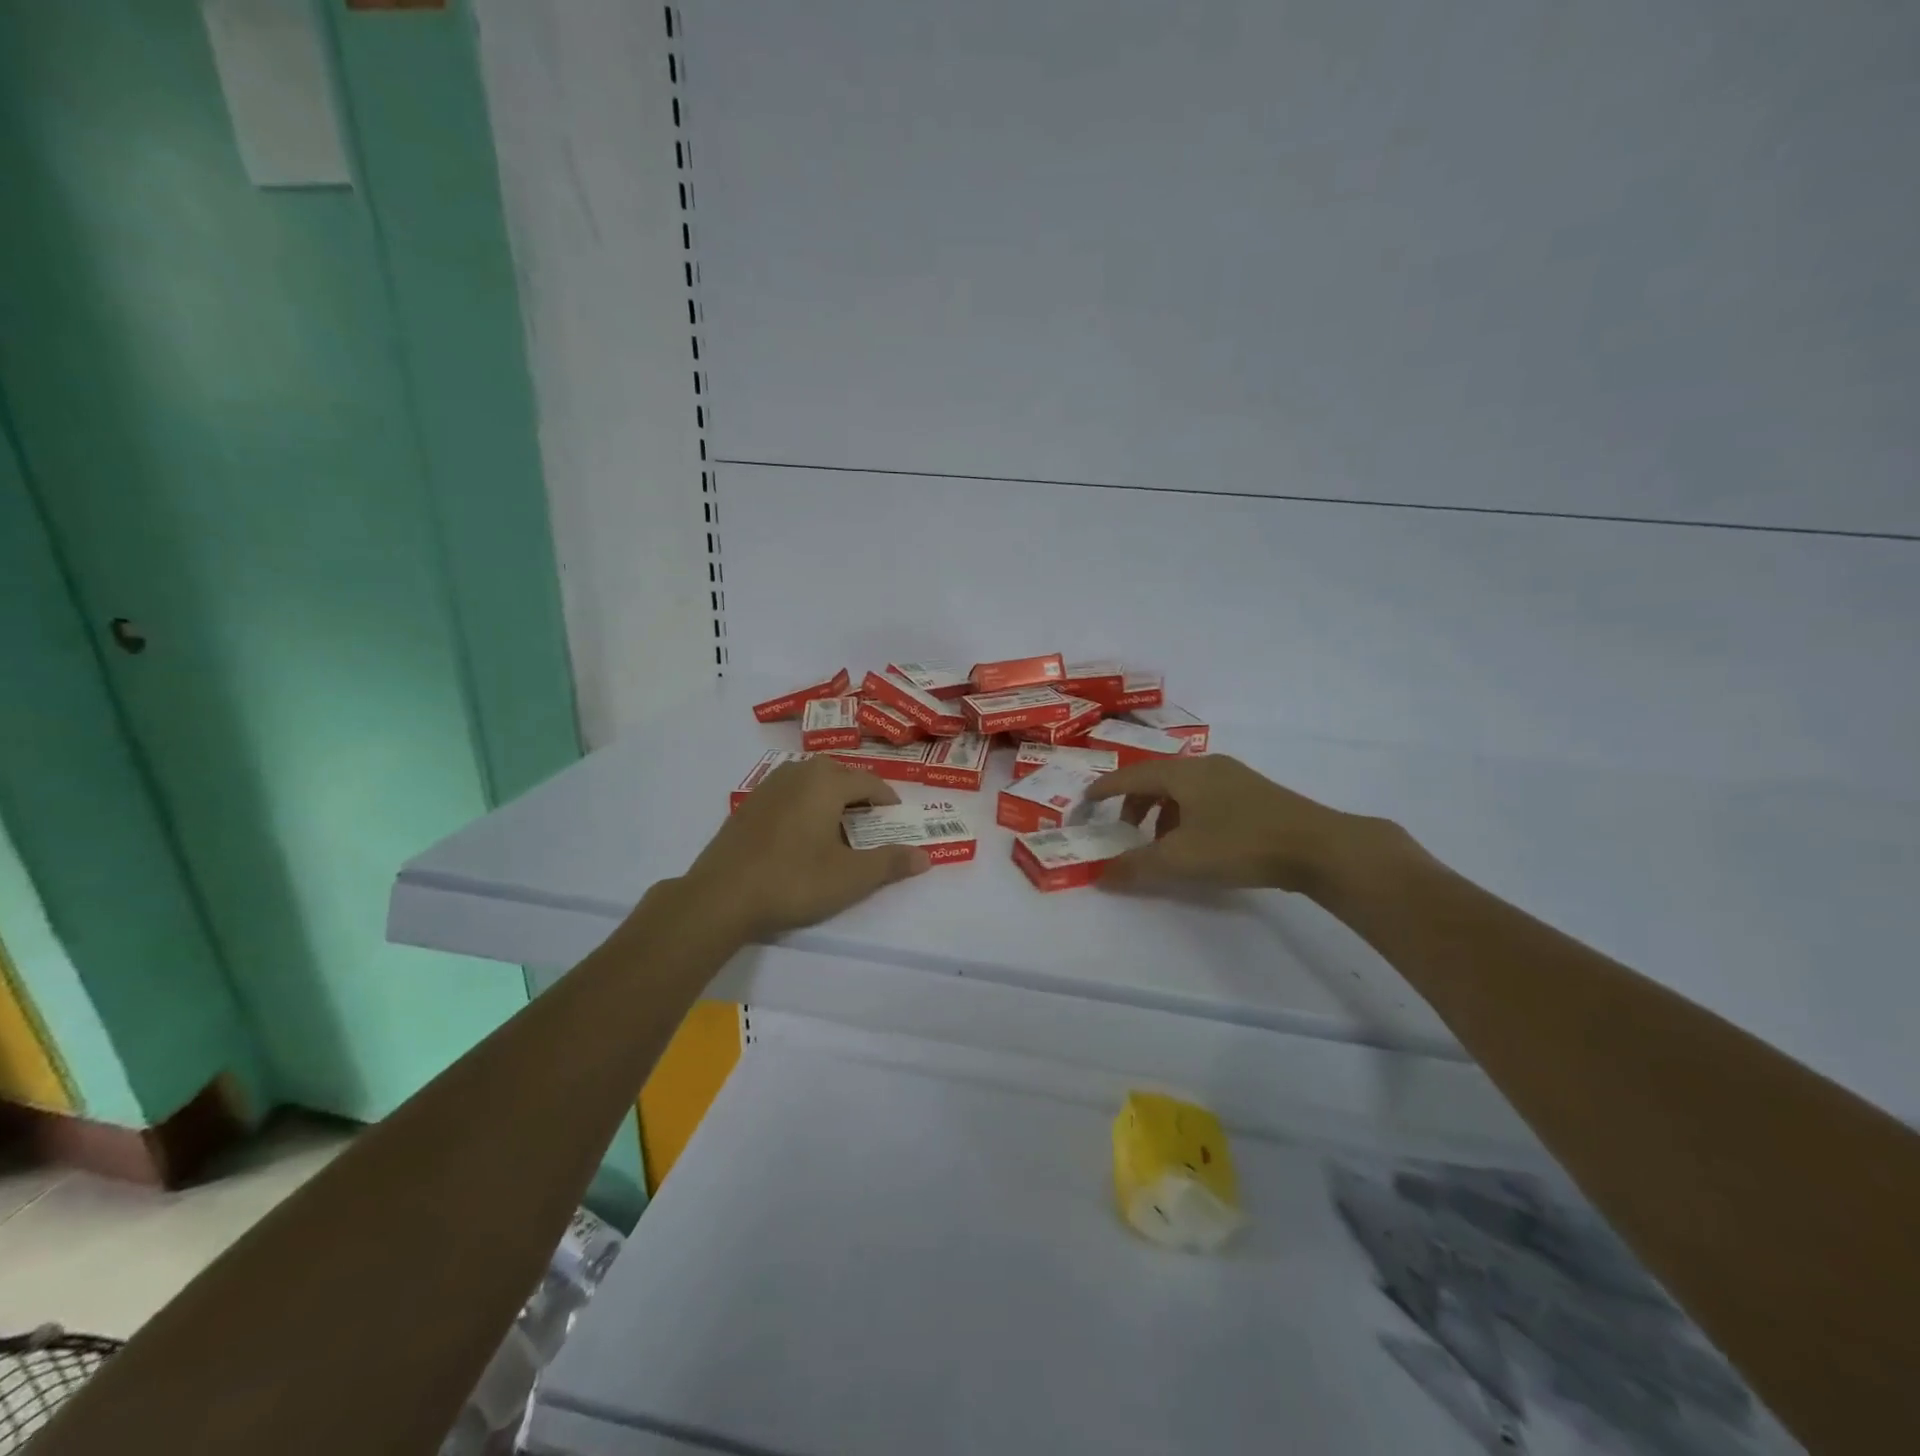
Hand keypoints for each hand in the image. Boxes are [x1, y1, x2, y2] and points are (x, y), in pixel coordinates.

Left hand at [681, 757, 929, 939]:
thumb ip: (890, 863)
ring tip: (837, 825)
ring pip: (809, 781)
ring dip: (828, 795)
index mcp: (826, 782)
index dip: (888, 800)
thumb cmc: (794, 881)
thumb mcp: (850, 877)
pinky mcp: (747, 806)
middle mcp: (797, 773)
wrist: (720, 897)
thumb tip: (925, 857)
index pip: (869, 782)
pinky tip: (800, 835)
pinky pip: (787, 794)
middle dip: (858, 792)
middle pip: (838, 773)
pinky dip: (803, 805)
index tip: (897, 818)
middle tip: (870, 821)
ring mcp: (767, 787)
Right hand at [1086, 754, 1388, 895]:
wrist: (1319, 846)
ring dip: (1162, 812)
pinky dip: (1187, 815)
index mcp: (1182, 772)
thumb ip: (1136, 866)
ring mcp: (1233, 776)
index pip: (1130, 775)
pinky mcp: (1255, 793)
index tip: (1086, 803)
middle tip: (1126, 832)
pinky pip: (1205, 797)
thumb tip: (1100, 875)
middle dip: (1135, 804)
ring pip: (1183, 789)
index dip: (1105, 789)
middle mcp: (1205, 765)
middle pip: (1156, 779)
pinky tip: (1198, 843)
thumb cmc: (1240, 844)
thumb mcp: (1180, 859)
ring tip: (1162, 844)